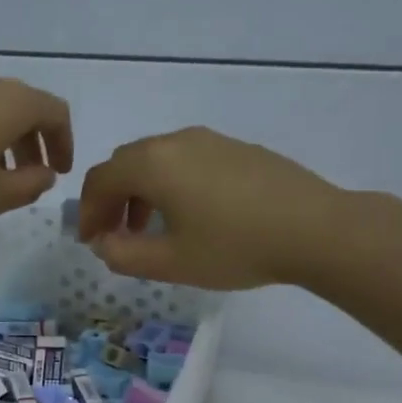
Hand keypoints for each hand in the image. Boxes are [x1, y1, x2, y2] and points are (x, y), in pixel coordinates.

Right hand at [77, 127, 342, 289]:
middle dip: (112, 200)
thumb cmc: (234, 248)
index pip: (100, 180)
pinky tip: (191, 216)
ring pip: (157, 161)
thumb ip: (124, 255)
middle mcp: (176, 141)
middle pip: (126, 164)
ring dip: (141, 193)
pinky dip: (171, 185)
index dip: (87, 212)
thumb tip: (104, 244)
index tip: (91, 242)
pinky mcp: (236, 148)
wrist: (314, 228)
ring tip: (151, 230)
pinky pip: (186, 160)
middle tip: (116, 236)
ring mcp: (209, 140)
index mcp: (152, 164)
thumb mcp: (171, 262)